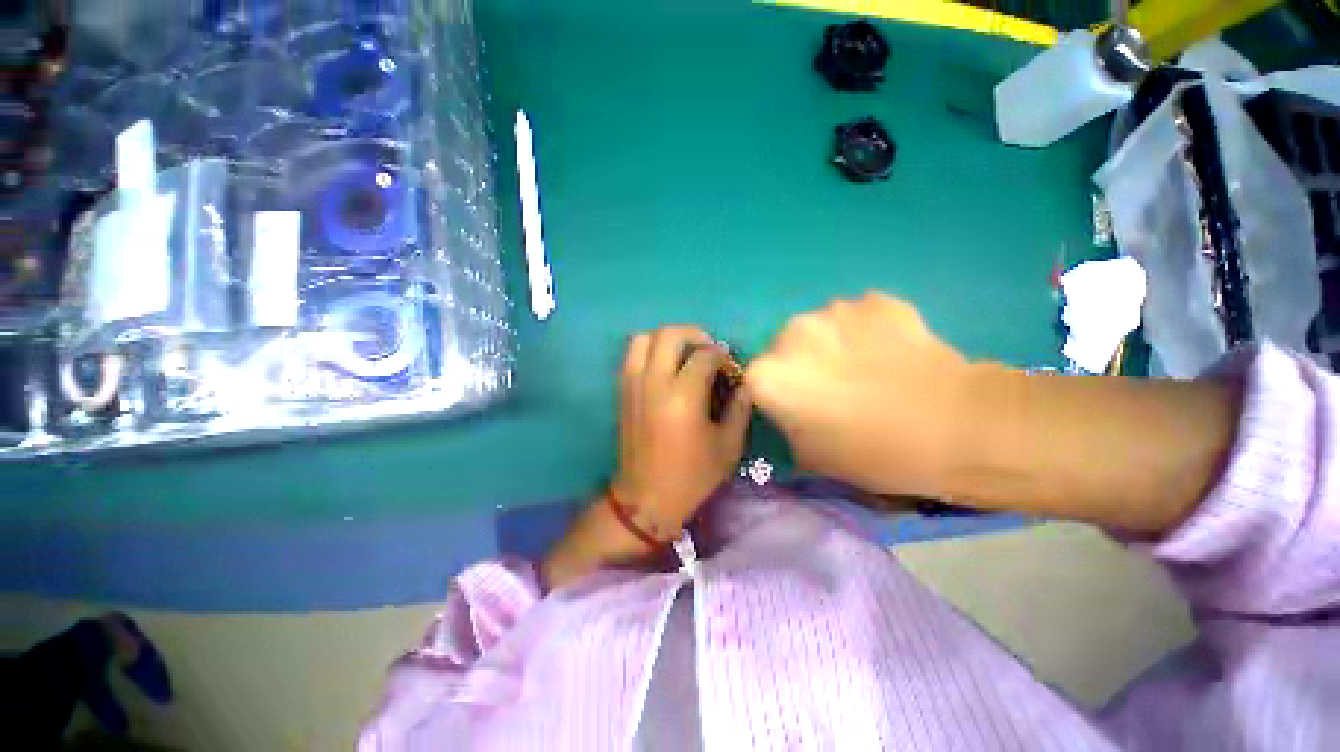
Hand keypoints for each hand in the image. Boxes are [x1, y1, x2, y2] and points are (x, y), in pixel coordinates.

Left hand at [542, 327, 749, 590]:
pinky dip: (649, 350)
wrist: (645, 498)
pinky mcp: (622, 391)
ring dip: (666, 338)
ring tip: (683, 354)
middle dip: (694, 334)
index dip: (722, 356)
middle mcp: (654, 382)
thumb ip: (740, 408)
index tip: (729, 368)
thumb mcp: (728, 446)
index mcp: (683, 396)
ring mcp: (633, 384)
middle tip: (707, 350)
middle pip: (669, 334)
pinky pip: (631, 355)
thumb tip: (743, 382)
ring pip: (644, 338)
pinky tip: (664, 367)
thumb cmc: (691, 475)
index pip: (704, 355)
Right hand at [745, 292, 971, 497]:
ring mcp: (833, 310)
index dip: (778, 394)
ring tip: (868, 366)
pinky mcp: (875, 299)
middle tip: (834, 386)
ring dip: (833, 343)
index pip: (757, 379)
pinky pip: (859, 315)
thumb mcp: (811, 456)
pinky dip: (868, 329)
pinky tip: (892, 351)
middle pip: (785, 347)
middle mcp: (790, 333)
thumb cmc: (872, 451)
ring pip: (821, 327)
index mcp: (768, 374)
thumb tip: (793, 410)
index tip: (798, 406)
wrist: (955, 426)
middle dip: (801, 364)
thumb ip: (787, 426)